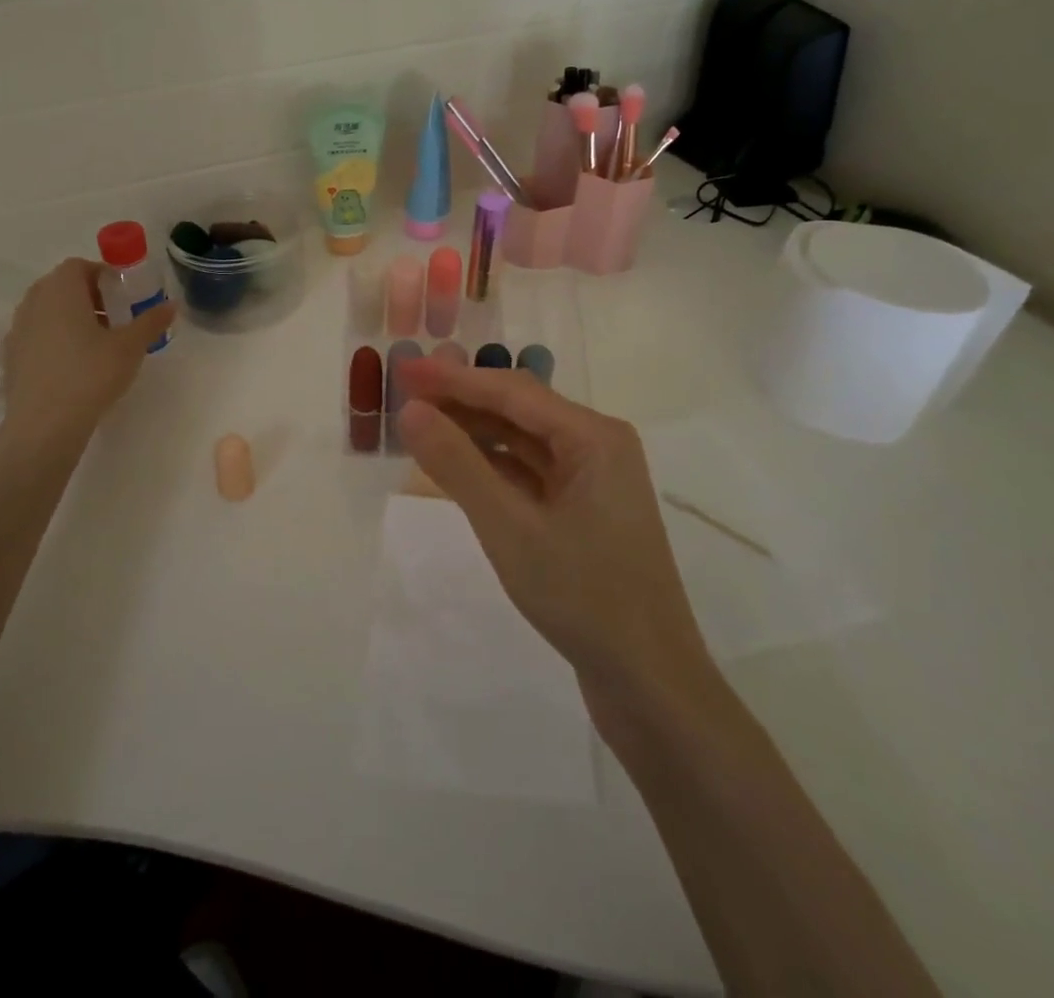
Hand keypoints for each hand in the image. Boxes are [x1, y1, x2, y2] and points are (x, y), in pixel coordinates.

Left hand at [0, 258, 175, 451]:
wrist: (44, 425)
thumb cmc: (90, 374)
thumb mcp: (130, 347)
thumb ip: (151, 321)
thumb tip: (171, 305)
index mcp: (61, 290)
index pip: (79, 266)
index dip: (103, 275)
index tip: (124, 296)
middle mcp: (33, 302)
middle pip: (61, 286)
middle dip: (89, 296)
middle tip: (115, 318)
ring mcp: (17, 330)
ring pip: (47, 311)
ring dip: (71, 318)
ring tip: (96, 344)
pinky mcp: (10, 357)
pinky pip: (36, 336)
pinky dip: (55, 340)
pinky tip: (73, 366)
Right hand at [395, 358, 714, 715]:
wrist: (650, 684)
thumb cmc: (583, 597)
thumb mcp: (509, 527)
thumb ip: (458, 465)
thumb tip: (412, 411)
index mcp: (594, 436)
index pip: (512, 390)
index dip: (453, 378)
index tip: (403, 368)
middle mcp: (598, 446)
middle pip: (519, 409)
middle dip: (462, 401)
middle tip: (405, 396)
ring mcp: (594, 480)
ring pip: (524, 441)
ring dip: (475, 433)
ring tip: (423, 428)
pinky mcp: (585, 512)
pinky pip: (532, 473)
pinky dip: (494, 467)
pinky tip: (459, 469)